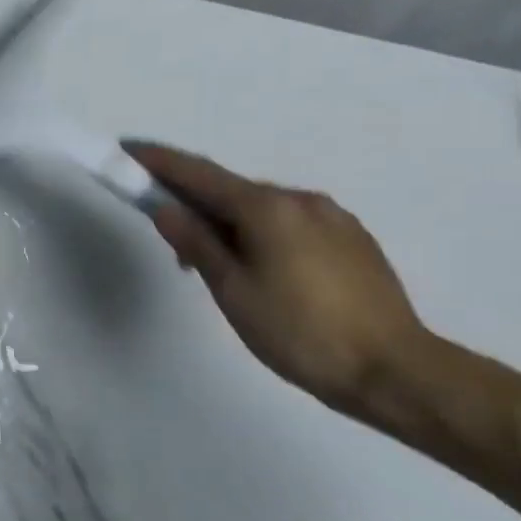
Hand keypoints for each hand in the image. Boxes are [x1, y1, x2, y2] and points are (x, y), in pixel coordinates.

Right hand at [126, 142, 431, 418]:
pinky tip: (259, 268)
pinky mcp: (352, 240)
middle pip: (232, 190)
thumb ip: (197, 243)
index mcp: (268, 208)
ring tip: (215, 265)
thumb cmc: (298, 330)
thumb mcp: (232, 289)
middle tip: (168, 235)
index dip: (160, 162)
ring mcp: (333, 218)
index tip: (128, 150)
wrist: (392, 369)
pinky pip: (290, 224)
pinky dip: (260, 233)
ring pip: (263, 209)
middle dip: (194, 202)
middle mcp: (302, 200)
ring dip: (229, 222)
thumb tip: (166, 210)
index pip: (200, 174)